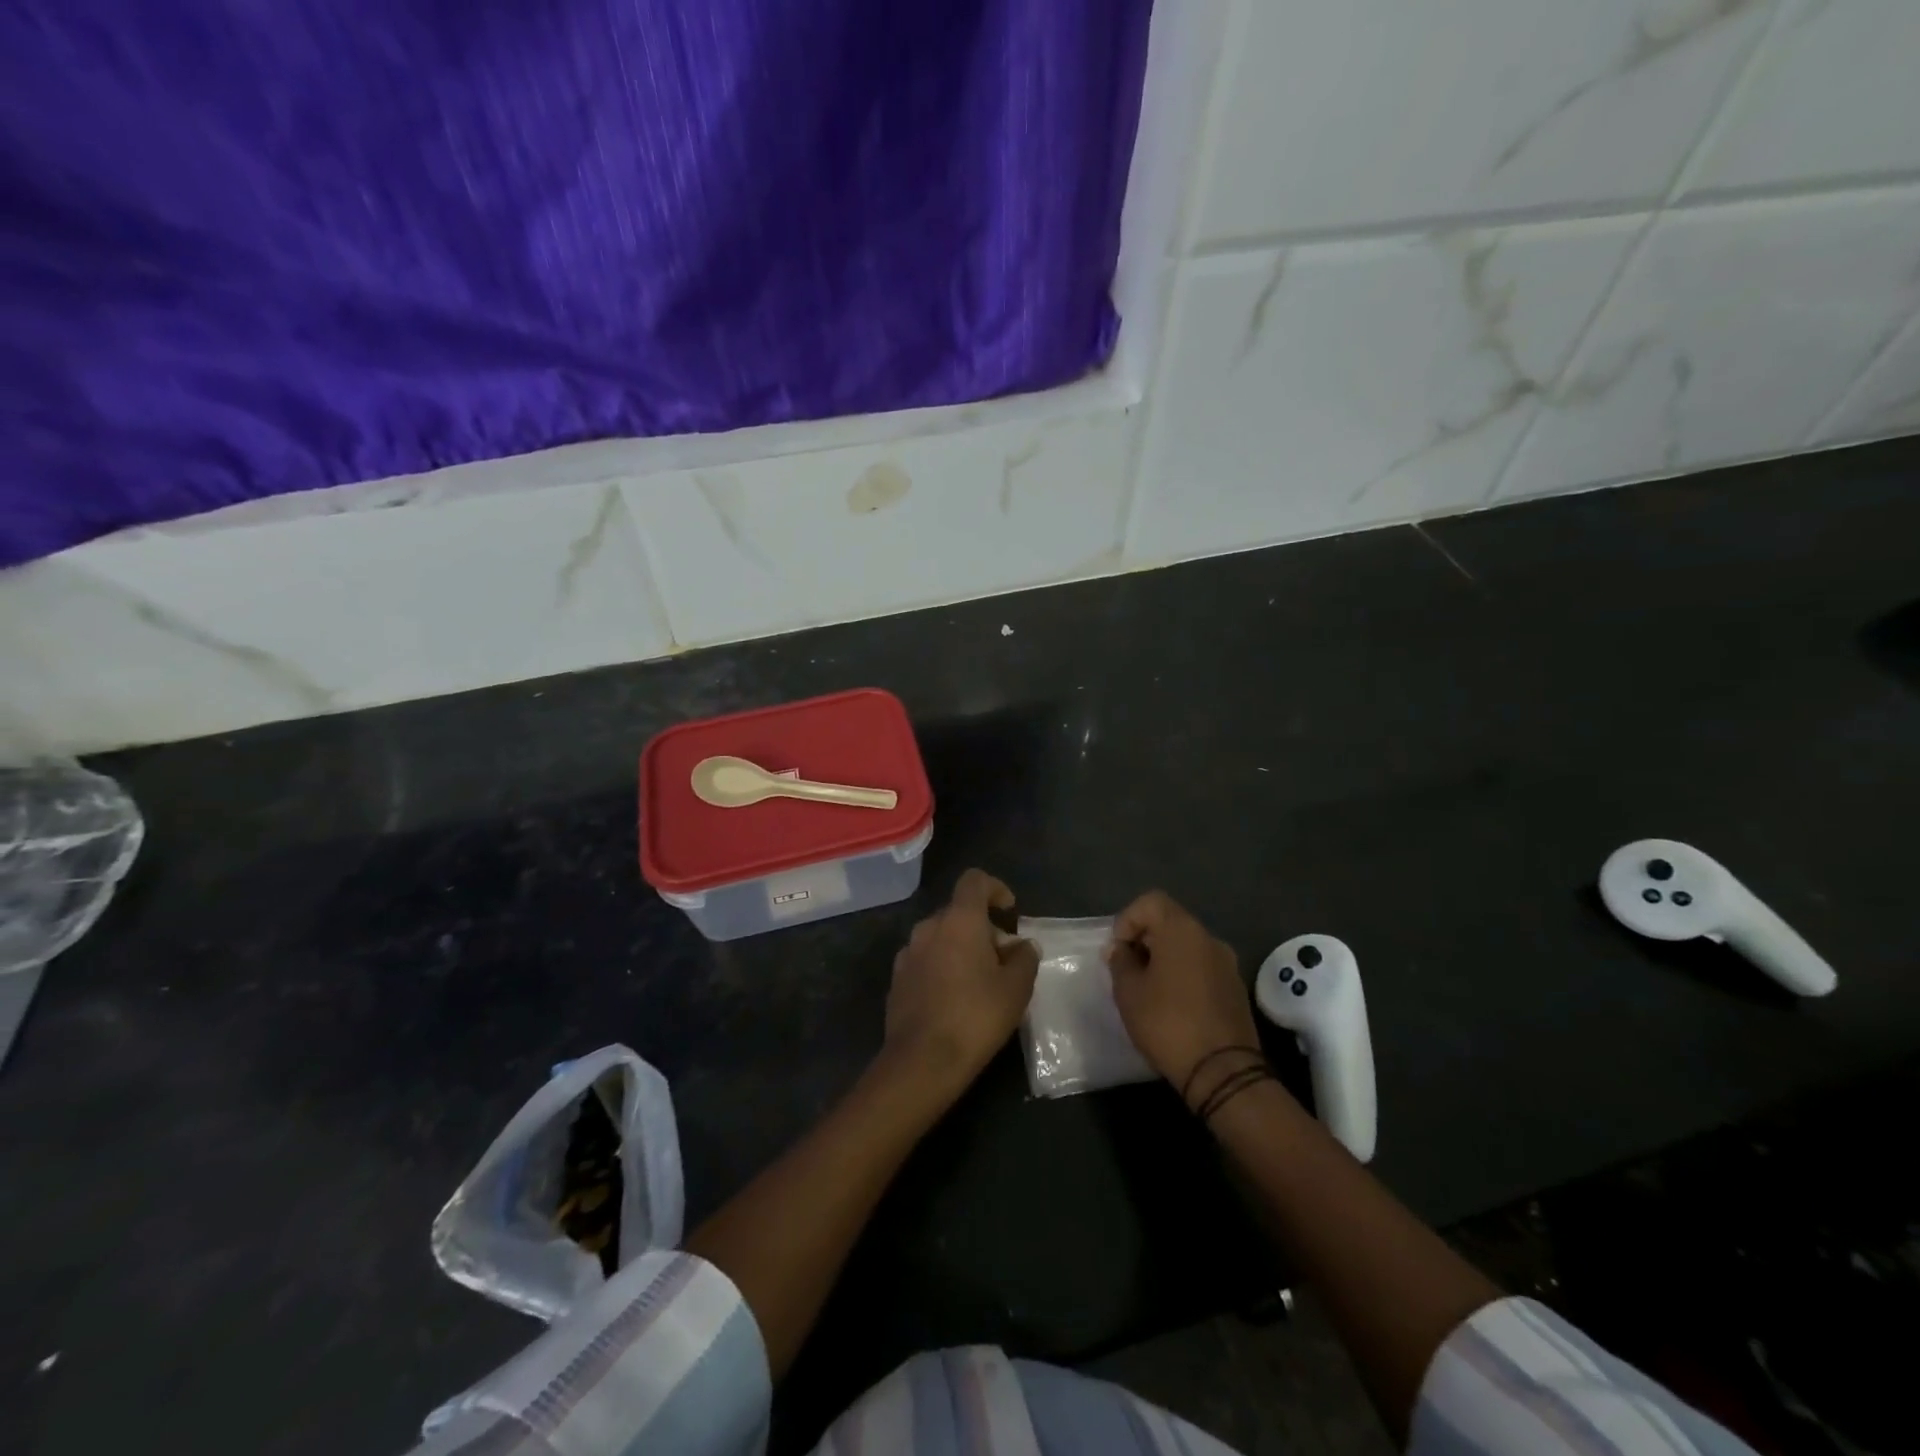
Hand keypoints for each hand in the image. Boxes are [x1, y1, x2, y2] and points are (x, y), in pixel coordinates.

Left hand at [883, 869, 1038, 1093]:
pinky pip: (925, 960)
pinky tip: (953, 999)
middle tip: (1003, 959)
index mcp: (959, 920)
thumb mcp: (1017, 988)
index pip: (974, 880)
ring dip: (960, 948)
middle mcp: (928, 927)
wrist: (922, 1061)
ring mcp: (908, 953)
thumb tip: (1023, 946)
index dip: (995, 888)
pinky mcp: (897, 979)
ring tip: (979, 981)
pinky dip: (942, 967)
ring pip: (940, 937)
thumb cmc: (976, 1016)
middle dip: (982, 927)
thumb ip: (1025, 958)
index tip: (1009, 911)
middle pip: (958, 912)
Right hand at [1108, 890, 1261, 1104]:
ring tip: (1148, 990)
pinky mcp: (1236, 989)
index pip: (1150, 902)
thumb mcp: (1129, 992)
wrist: (1224, 1072)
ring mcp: (1227, 964)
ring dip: (1165, 959)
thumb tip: (1120, 949)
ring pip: (1187, 947)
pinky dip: (1184, 975)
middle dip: (1144, 940)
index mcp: (1182, 930)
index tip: (1118, 950)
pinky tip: (1172, 1005)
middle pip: (1170, 922)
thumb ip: (1120, 962)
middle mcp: (1209, 938)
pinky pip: (1202, 968)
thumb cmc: (1168, 1023)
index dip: (1127, 920)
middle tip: (1127, 971)